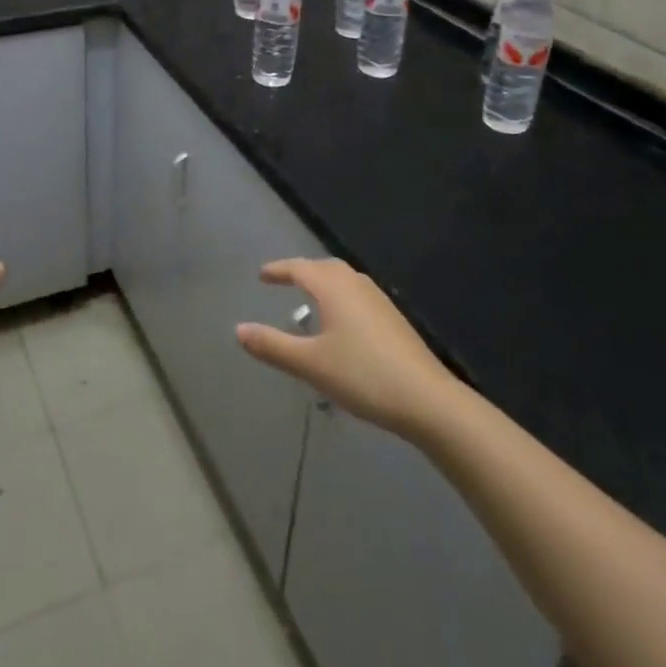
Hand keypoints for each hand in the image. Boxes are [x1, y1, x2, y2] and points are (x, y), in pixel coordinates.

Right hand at [236, 259, 459, 440]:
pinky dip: (341, 296)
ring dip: (324, 282)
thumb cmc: (362, 375)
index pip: (299, 268)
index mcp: (333, 287)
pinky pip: (358, 294)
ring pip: (344, 280)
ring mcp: (379, 300)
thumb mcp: (310, 364)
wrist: (427, 399)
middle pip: (324, 267)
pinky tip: (342, 321)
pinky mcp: (394, 318)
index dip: (278, 270)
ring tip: (310, 297)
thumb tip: (239, 329)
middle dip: (302, 271)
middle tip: (284, 280)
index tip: (262, 275)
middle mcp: (356, 284)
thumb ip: (272, 345)